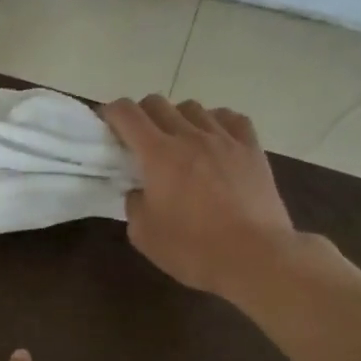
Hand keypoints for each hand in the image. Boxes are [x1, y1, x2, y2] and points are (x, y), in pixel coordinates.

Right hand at [101, 95, 321, 303]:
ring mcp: (224, 139)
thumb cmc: (192, 249)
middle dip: (141, 114)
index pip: (127, 114)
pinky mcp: (252, 148)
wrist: (254, 257)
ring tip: (178, 141)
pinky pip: (231, 118)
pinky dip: (215, 121)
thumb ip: (134, 205)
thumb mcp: (144, 235)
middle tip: (138, 138)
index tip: (106, 124)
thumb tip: (140, 190)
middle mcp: (190, 136)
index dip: (111, 113)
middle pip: (158, 103)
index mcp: (158, 155)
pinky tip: (214, 139)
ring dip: (178, 118)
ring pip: (194, 108)